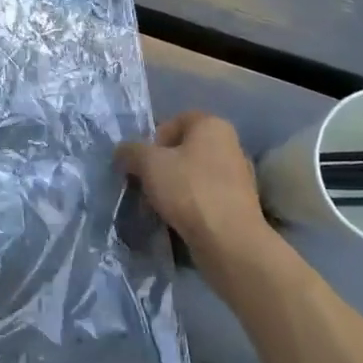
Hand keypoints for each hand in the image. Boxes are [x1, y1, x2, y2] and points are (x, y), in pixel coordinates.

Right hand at [117, 112, 280, 293]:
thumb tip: (123, 152)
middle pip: (184, 149)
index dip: (153, 139)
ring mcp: (238, 175)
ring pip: (194, 174)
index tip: (142, 163)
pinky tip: (178, 219)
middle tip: (146, 184)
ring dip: (174, 186)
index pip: (174, 121)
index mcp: (212, 125)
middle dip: (161, 166)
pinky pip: (206, 196)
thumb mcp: (148, 163)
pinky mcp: (239, 203)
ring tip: (159, 205)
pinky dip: (190, 204)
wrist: (229, 241)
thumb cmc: (188, 190)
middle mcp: (230, 144)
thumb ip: (130, 151)